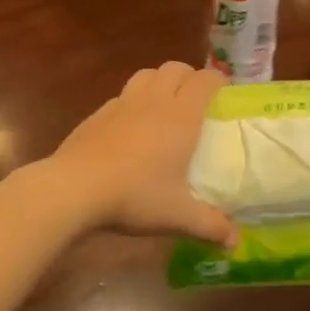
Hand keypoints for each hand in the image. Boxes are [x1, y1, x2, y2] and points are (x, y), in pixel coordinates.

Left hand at [44, 62, 235, 245]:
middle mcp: (154, 100)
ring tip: (164, 105)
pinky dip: (134, 101)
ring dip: (160, 81)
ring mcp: (122, 102)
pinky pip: (123, 95)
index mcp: (180, 116)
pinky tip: (131, 126)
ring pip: (147, 74)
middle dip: (189, 76)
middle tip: (196, 99)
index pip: (205, 80)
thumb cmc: (134, 196)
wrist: (74, 188)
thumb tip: (235, 242)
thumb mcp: (177, 216)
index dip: (219, 81)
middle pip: (175, 68)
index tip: (225, 94)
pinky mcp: (98, 112)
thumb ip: (210, 226)